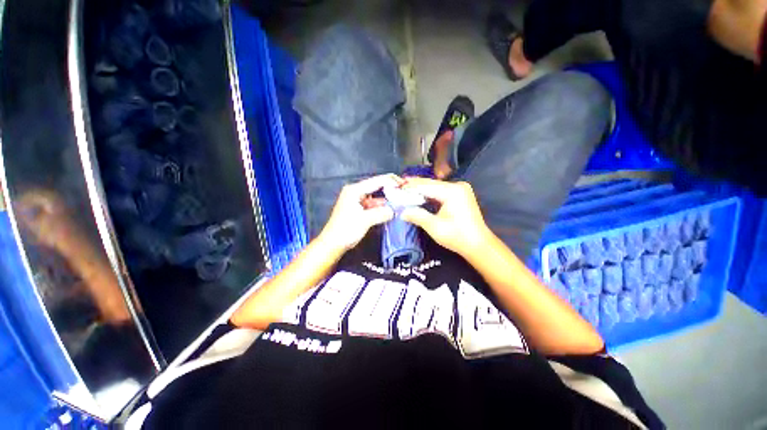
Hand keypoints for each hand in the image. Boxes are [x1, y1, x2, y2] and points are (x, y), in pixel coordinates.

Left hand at [318, 174, 404, 251]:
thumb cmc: (346, 229)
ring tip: (400, 200)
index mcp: (354, 190)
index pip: (376, 181)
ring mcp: (356, 200)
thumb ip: (381, 213)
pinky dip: (381, 206)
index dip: (390, 181)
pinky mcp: (358, 209)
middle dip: (389, 189)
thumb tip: (394, 211)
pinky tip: (390, 209)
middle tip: (403, 191)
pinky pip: (372, 204)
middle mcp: (355, 192)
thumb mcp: (365, 220)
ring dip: (386, 199)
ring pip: (375, 196)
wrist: (333, 243)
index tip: (403, 183)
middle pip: (376, 187)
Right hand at [400, 178, 492, 256]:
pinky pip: (440, 191)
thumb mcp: (434, 227)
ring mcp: (460, 189)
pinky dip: (429, 194)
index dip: (409, 187)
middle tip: (397, 188)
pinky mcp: (460, 195)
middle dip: (414, 187)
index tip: (395, 188)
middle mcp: (457, 186)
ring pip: (434, 187)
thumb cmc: (457, 237)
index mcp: (452, 191)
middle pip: (430, 184)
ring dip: (420, 190)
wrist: (478, 245)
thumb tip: (401, 211)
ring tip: (404, 191)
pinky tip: (419, 196)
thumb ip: (417, 216)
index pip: (425, 185)